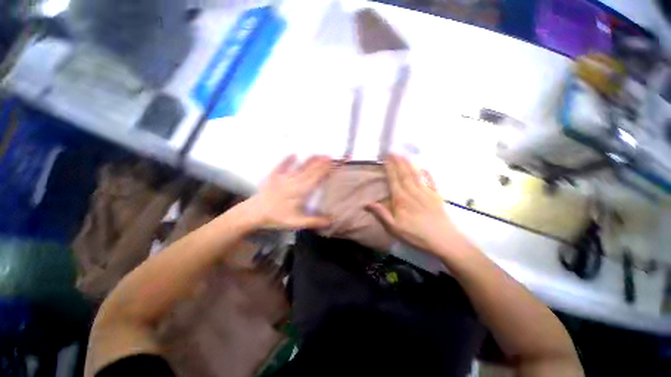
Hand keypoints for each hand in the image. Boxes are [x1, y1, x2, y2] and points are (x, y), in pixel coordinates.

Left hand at [242, 155, 332, 229]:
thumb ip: (314, 221)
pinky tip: (293, 154)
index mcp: (299, 193)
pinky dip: (287, 160)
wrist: (253, 214)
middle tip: (329, 156)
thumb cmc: (276, 218)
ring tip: (318, 154)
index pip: (315, 180)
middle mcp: (293, 182)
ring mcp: (283, 178)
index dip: (324, 172)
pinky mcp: (273, 177)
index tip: (332, 166)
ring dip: (309, 161)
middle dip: (320, 164)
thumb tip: (332, 220)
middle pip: (309, 172)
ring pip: (299, 168)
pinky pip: (281, 166)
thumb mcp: (296, 223)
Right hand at [367, 155, 466, 254]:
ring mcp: (426, 192)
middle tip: (393, 152)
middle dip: (398, 162)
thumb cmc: (416, 235)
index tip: (386, 158)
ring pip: (416, 174)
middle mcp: (413, 192)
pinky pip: (430, 181)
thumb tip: (367, 203)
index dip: (389, 168)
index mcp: (401, 199)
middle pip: (404, 174)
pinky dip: (426, 173)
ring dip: (409, 164)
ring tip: (404, 155)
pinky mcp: (436, 196)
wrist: (443, 240)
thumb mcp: (394, 228)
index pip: (394, 180)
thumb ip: (381, 214)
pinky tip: (424, 168)